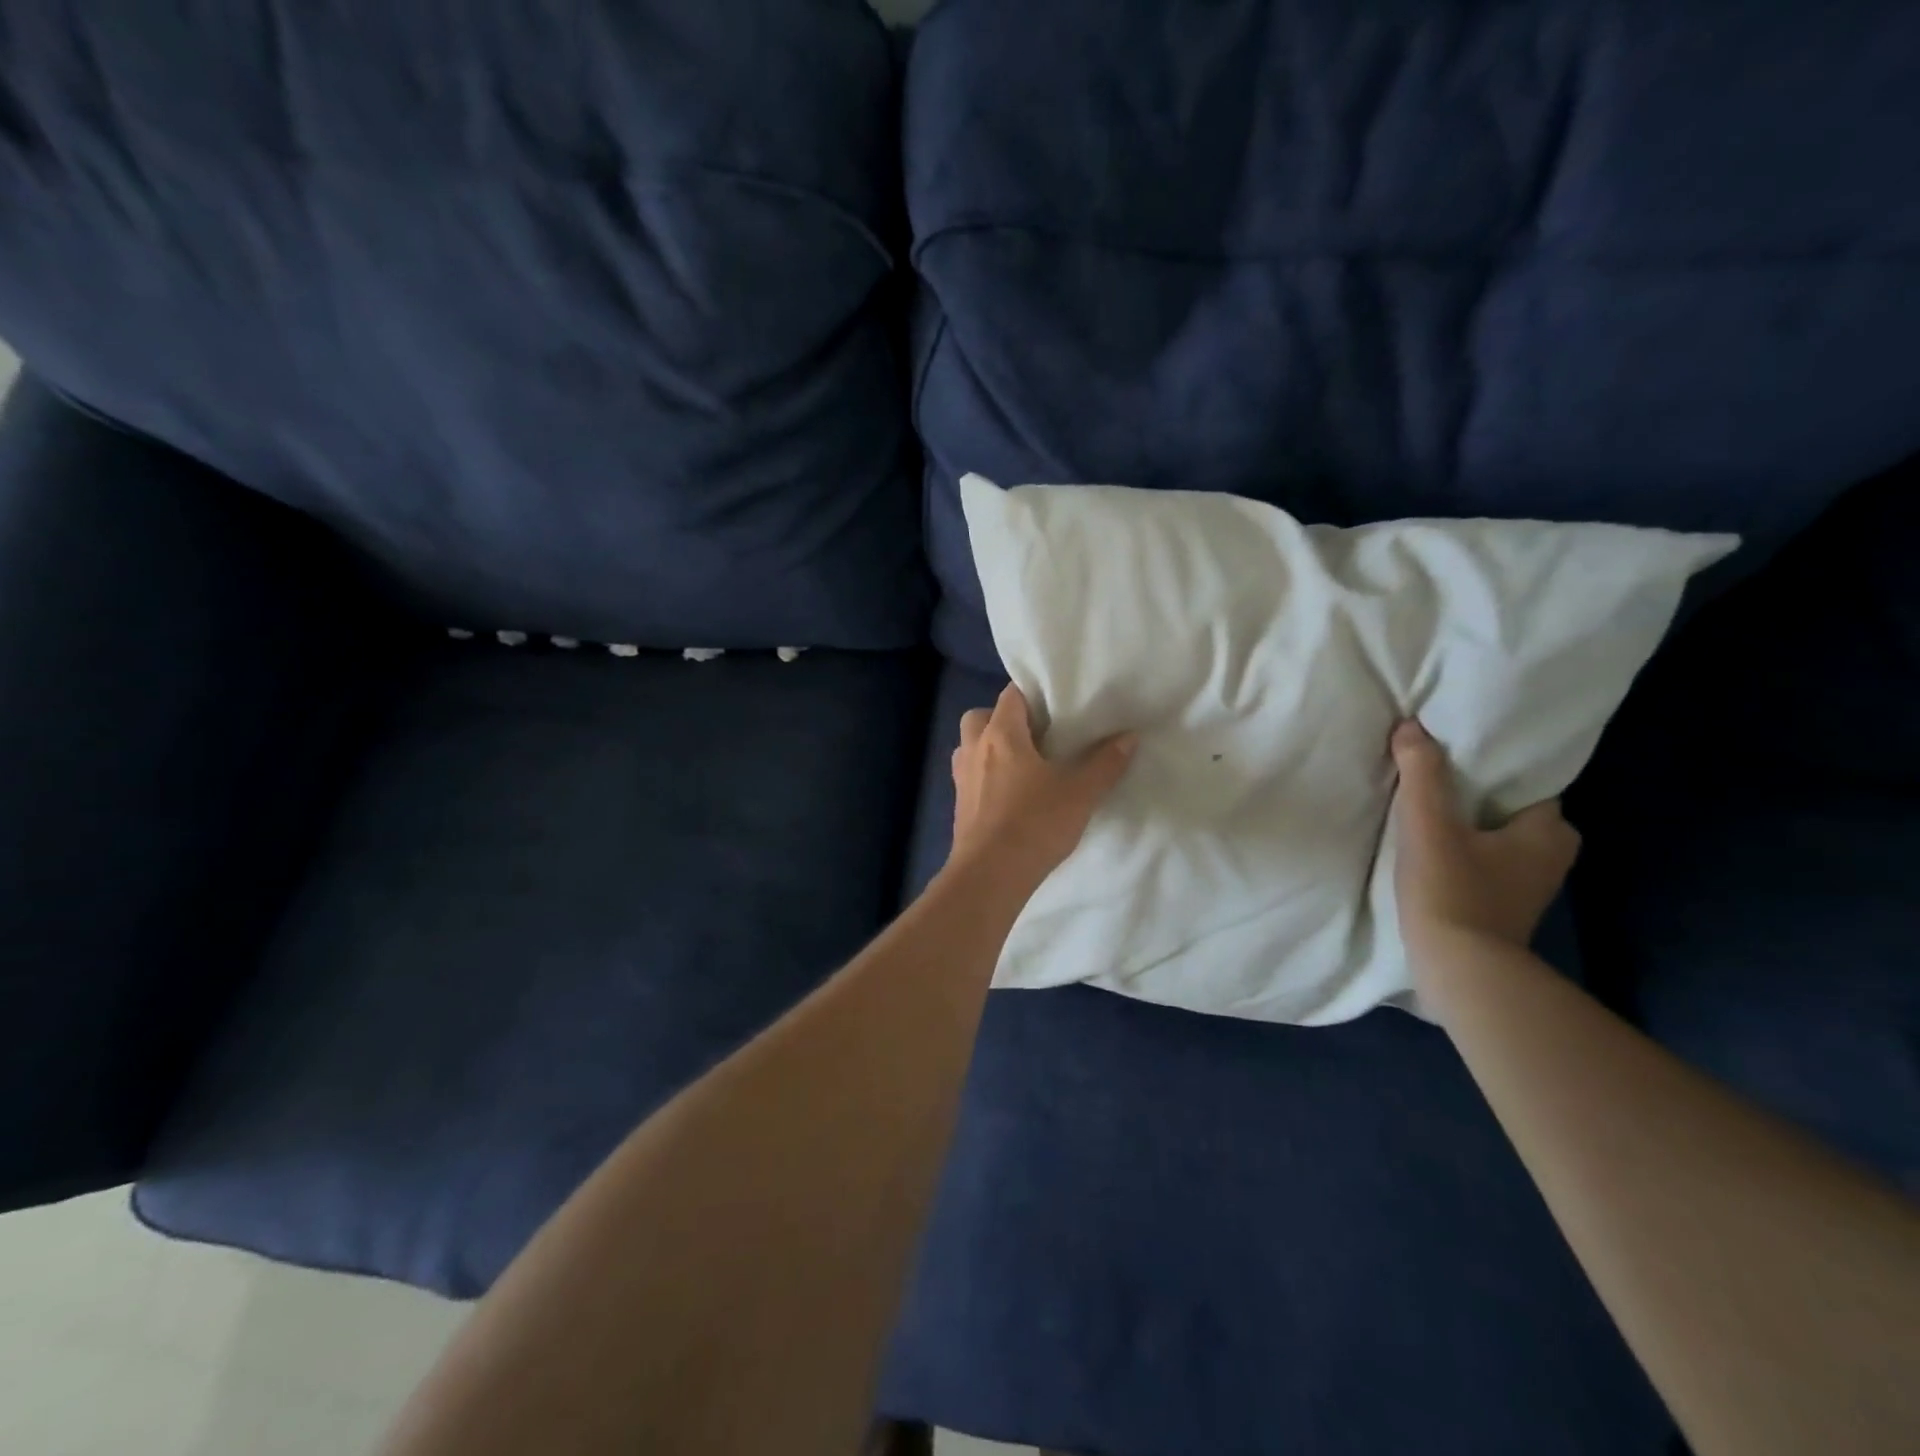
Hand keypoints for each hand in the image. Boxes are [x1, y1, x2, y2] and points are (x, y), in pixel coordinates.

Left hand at [950, 685, 1136, 881]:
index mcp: (1001, 734)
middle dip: (1003, 719)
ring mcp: (961, 778)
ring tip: (1022, 764)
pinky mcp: (959, 806)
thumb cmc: (1034, 824)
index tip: (1057, 704)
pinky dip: (986, 777)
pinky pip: (970, 777)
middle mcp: (974, 749)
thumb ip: (1105, 763)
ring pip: (971, 747)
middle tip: (1035, 736)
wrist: (990, 875)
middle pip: (981, 717)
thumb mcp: (1080, 793)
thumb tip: (1129, 736)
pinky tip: (1010, 796)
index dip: (1033, 694)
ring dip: (990, 748)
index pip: (1011, 695)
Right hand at [1390, 719, 1579, 955]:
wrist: (1459, 971)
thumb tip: (1411, 726)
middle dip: (1475, 798)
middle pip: (1510, 811)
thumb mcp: (1429, 825)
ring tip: (1424, 813)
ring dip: (1466, 828)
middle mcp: (1551, 858)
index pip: (1527, 784)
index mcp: (1549, 832)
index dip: (1492, 768)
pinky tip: (1430, 851)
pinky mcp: (1503, 908)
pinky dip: (1463, 855)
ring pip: (1497, 840)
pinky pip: (1485, 865)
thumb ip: (1422, 774)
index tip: (1454, 756)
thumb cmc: (1453, 891)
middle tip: (1432, 783)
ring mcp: (1528, 887)